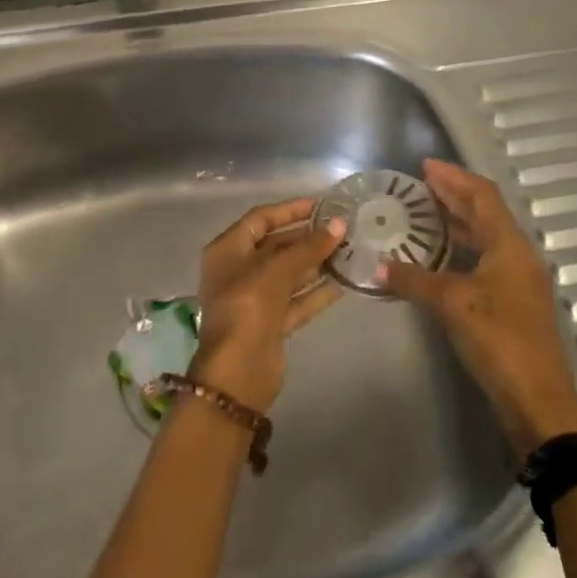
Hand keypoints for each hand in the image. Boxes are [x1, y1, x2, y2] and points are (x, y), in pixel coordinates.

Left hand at [190, 198, 346, 412]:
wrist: (237, 373)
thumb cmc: (248, 308)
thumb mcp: (277, 271)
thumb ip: (309, 247)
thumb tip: (340, 224)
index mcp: (227, 251)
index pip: (260, 219)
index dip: (289, 210)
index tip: (321, 205)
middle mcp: (238, 271)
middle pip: (275, 246)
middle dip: (307, 237)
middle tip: (341, 229)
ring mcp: (254, 299)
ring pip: (289, 274)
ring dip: (315, 263)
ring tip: (349, 251)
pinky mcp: (271, 323)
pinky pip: (297, 300)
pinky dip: (317, 291)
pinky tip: (344, 282)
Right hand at [381, 159, 576, 456]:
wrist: (537, 400)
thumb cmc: (498, 339)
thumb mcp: (452, 304)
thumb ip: (415, 280)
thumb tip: (379, 266)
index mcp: (509, 244)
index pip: (481, 195)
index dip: (454, 177)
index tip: (424, 166)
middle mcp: (517, 255)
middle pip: (485, 212)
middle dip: (453, 195)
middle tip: (418, 186)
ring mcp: (517, 280)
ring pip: (485, 237)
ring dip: (457, 222)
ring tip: (423, 214)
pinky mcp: (512, 302)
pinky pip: (484, 259)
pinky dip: (461, 249)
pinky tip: (439, 256)